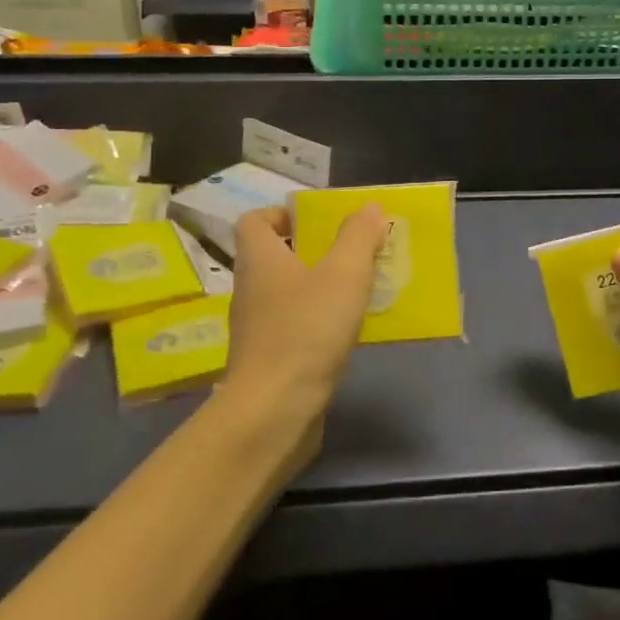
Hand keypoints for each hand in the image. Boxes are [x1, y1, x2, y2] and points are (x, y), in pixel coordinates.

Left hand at [213, 205, 386, 445]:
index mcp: (260, 259)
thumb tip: (369, 208)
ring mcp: (256, 328)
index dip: (283, 214)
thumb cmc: (306, 331)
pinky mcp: (268, 361)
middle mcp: (251, 289)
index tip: (318, 222)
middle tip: (352, 254)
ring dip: (318, 288)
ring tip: (358, 291)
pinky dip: (317, 323)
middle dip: (313, 251)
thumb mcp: (343, 274)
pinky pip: (293, 328)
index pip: (254, 221)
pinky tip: (346, 332)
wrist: (273, 411)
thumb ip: (358, 237)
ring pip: (286, 294)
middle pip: (274, 256)